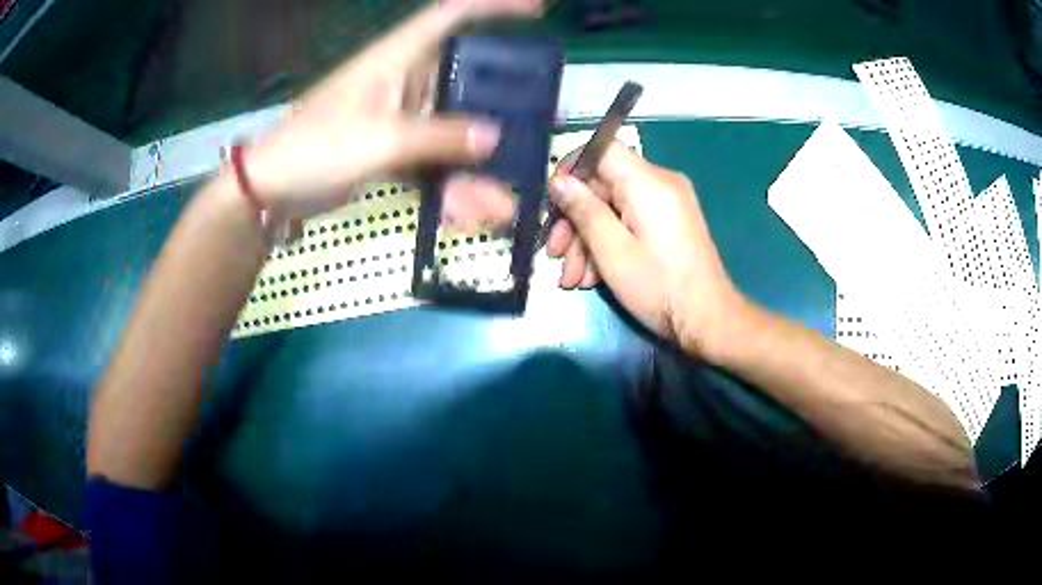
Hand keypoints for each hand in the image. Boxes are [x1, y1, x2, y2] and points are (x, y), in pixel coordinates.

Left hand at [244, 0, 535, 220]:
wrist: (270, 190)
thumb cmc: (314, 149)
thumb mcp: (378, 139)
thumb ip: (438, 136)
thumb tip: (493, 137)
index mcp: (397, 58)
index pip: (452, 15)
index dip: (495, 6)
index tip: (537, 12)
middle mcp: (404, 80)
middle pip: (465, 81)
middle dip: (499, 107)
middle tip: (535, 128)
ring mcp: (399, 115)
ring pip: (452, 129)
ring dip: (475, 166)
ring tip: (498, 207)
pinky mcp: (391, 146)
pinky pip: (432, 158)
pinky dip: (448, 183)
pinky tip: (464, 212)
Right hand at [547, 142, 745, 359]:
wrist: (708, 320)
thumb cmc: (659, 287)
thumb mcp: (612, 251)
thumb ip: (583, 210)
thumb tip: (558, 181)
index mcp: (648, 182)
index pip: (603, 149)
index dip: (572, 168)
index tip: (553, 201)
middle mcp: (660, 183)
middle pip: (604, 184)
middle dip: (575, 220)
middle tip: (555, 254)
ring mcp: (667, 204)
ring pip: (614, 207)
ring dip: (588, 240)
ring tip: (572, 279)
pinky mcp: (669, 223)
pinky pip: (630, 221)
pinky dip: (609, 243)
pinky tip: (592, 278)